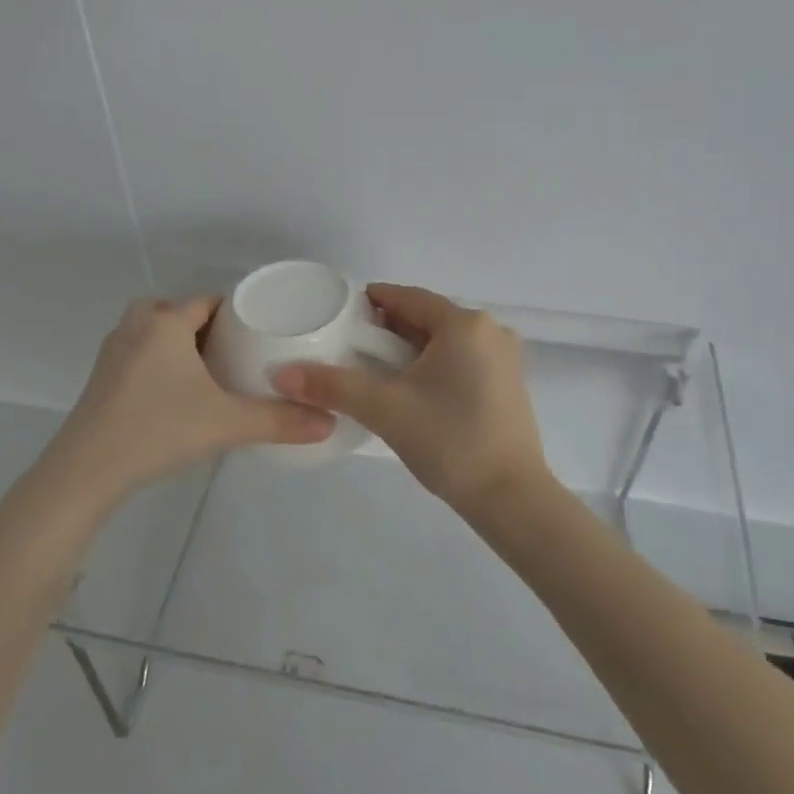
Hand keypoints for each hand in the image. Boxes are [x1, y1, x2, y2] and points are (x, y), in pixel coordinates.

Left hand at [46, 296, 335, 500]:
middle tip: (233, 352)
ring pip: (151, 331)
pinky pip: (136, 353)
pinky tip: (173, 393)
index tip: (258, 330)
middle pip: (175, 310)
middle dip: (203, 325)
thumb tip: (328, 423)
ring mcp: (113, 352)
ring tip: (206, 371)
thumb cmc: (159, 430)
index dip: (234, 311)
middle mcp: (136, 327)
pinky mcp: (100, 378)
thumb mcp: (227, 424)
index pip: (207, 301)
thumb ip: (279, 421)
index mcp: (165, 323)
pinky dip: (156, 361)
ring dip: (176, 341)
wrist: (86, 471)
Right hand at [273, 285, 550, 511]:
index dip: (372, 301)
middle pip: (427, 317)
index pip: (408, 297)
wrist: (510, 496)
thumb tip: (283, 374)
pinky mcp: (509, 383)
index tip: (341, 314)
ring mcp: (505, 358)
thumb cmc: (449, 441)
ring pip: (445, 340)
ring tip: (374, 370)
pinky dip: (434, 365)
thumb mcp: (385, 410)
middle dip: (389, 328)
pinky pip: (462, 359)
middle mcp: (490, 331)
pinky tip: (411, 389)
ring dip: (410, 348)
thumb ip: (333, 386)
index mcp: (464, 324)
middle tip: (351, 347)